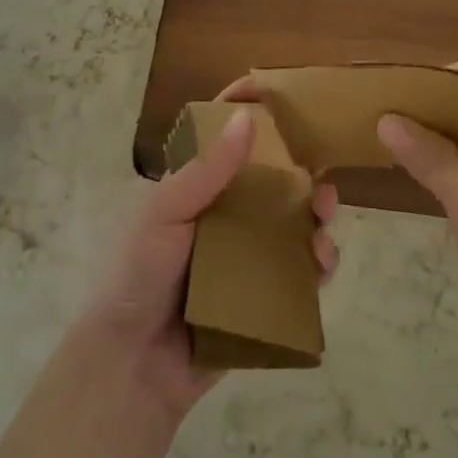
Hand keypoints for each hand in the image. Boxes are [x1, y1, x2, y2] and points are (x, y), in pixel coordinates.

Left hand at [83, 110, 336, 420]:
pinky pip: (297, 274)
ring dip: (314, 215)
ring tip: (326, 215)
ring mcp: (244, 258)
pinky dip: (316, 265)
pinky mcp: (261, 297)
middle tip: (322, 170)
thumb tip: (247, 117)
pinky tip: (323, 262)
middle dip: (300, 170)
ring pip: (290, 225)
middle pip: (270, 182)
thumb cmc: (138, 274)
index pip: (223, 141)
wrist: (132, 364)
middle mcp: (223, 218)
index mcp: (196, 191)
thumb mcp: (164, 213)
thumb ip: (206, 170)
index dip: (247, 113)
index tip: (279, 93)